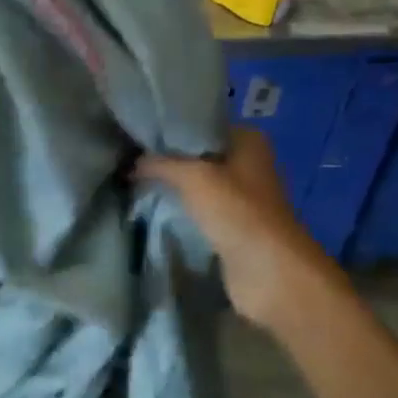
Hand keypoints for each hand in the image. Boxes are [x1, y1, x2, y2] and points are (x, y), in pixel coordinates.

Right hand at [137, 128, 344, 328]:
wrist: (269, 272)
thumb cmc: (237, 212)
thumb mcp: (193, 177)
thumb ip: (160, 164)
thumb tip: (131, 162)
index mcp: (249, 142)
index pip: (202, 126)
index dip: (170, 131)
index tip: (136, 137)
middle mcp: (248, 165)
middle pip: (198, 157)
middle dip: (167, 161)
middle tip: (128, 161)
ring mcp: (241, 199)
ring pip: (197, 186)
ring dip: (172, 189)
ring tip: (133, 184)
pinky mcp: (232, 228)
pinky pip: (199, 213)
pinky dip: (180, 213)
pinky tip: (152, 210)